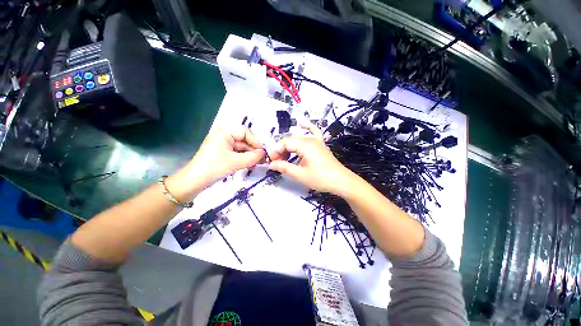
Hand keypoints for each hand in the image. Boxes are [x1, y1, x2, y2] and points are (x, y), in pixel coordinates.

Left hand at [167, 126, 264, 200]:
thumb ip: (253, 157)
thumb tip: (264, 154)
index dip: (255, 141)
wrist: (194, 181)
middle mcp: (224, 136)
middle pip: (244, 140)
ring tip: (257, 164)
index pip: (245, 132)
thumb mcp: (236, 162)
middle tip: (262, 160)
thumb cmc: (214, 167)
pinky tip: (250, 165)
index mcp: (224, 132)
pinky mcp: (222, 153)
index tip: (262, 152)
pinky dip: (244, 158)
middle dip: (253, 150)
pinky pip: (237, 153)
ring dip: (250, 155)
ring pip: (241, 147)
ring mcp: (223, 145)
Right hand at [268, 122, 357, 195]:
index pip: (285, 143)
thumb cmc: (321, 178)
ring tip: (285, 157)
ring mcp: (317, 141)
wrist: (341, 181)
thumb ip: (284, 167)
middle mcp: (310, 140)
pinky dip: (307, 127)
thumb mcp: (300, 175)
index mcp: (305, 145)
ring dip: (289, 145)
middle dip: (281, 150)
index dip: (276, 151)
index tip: (272, 162)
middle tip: (278, 162)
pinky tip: (301, 124)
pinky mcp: (321, 145)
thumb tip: (271, 165)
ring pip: (298, 138)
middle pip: (290, 140)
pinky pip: (313, 131)